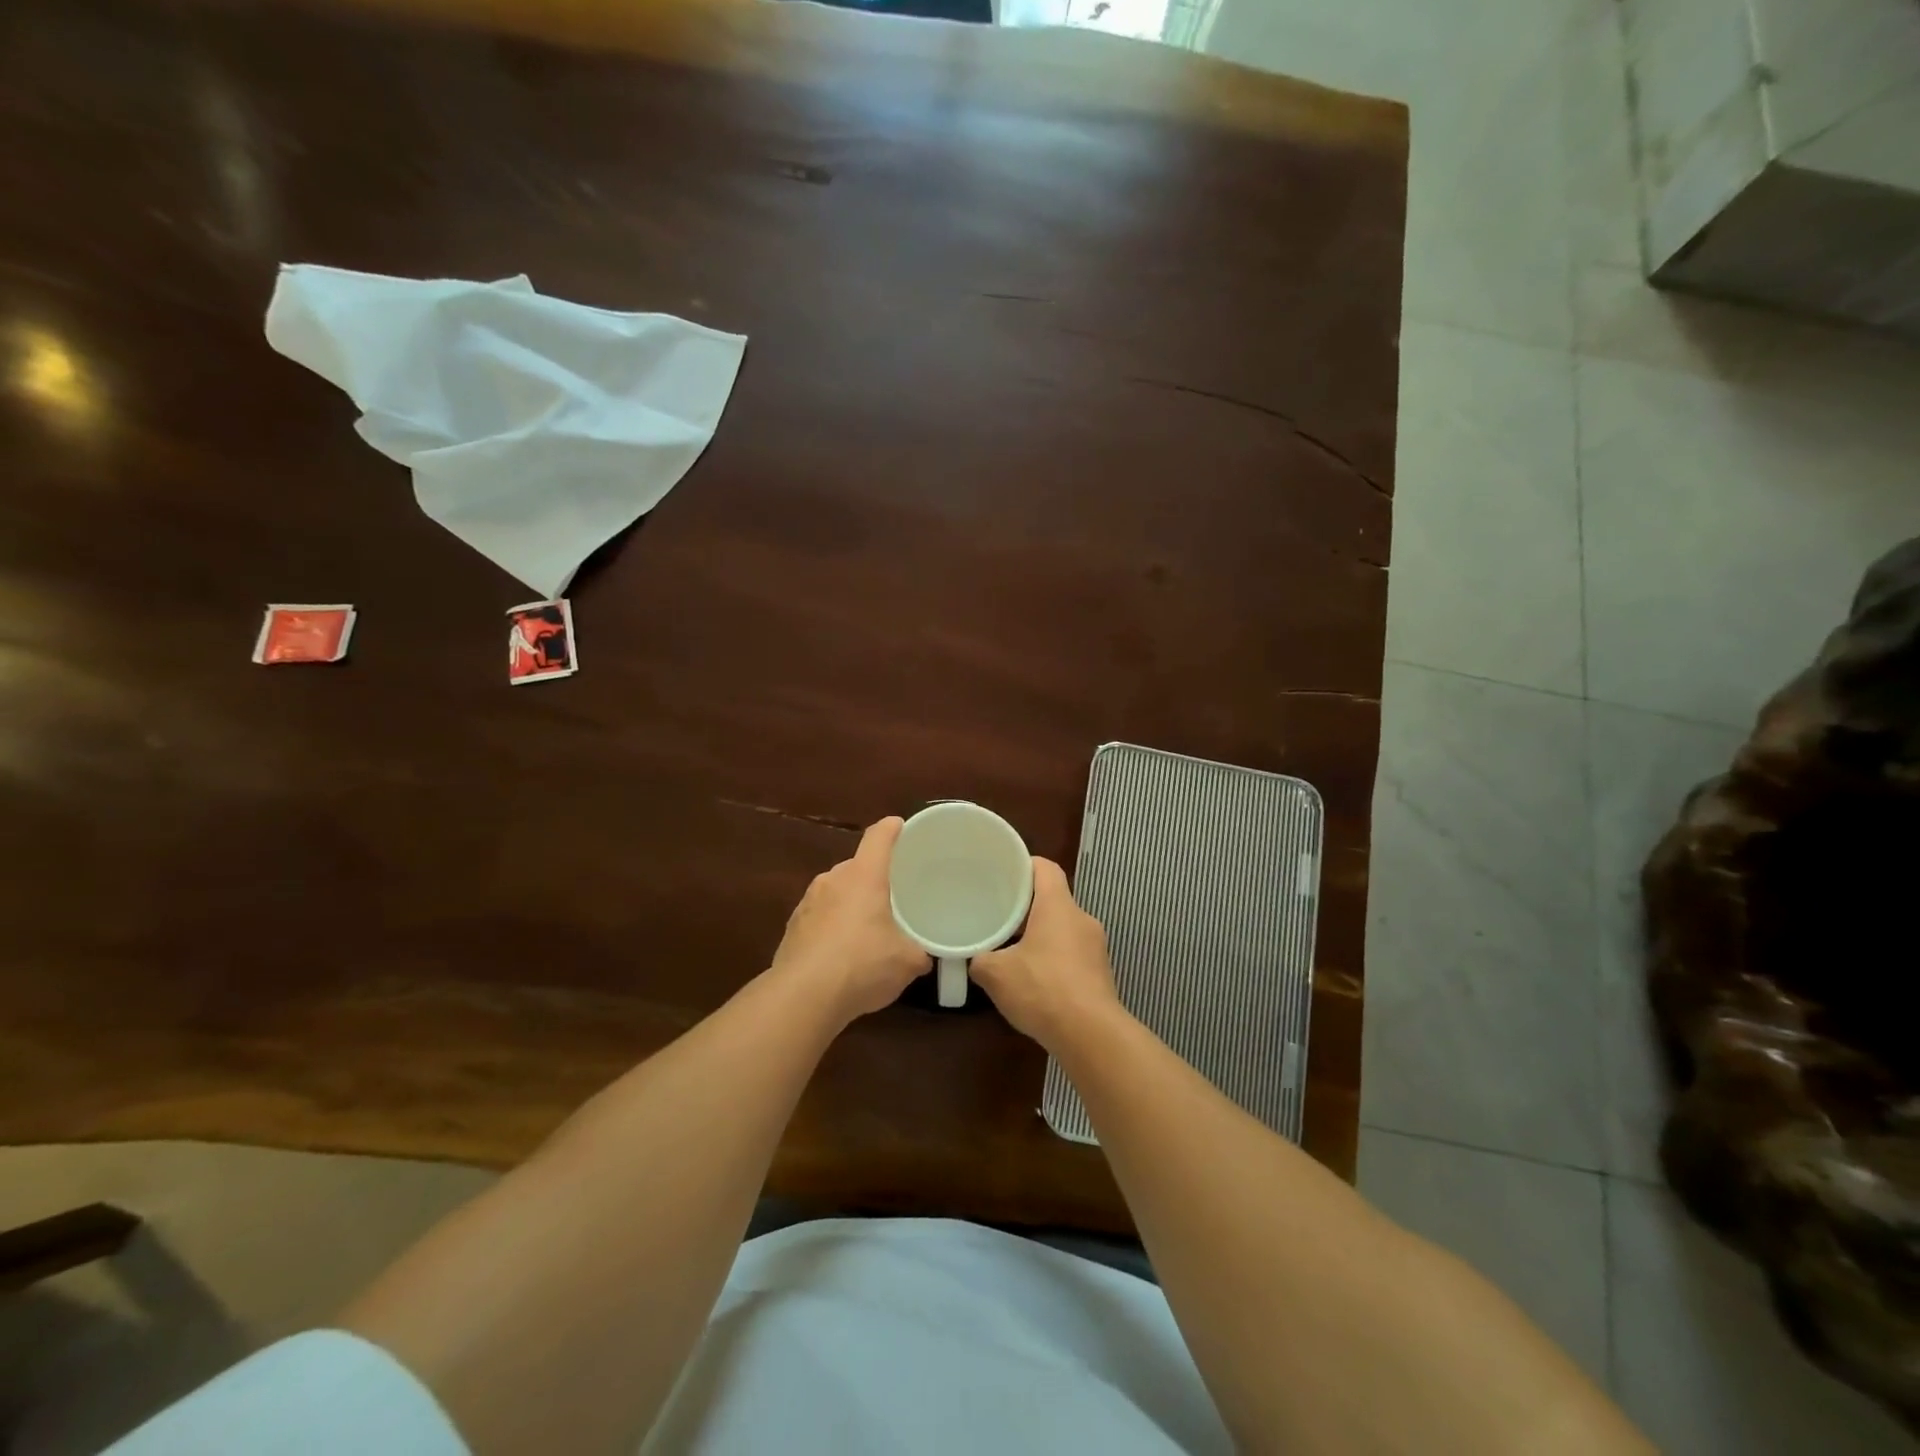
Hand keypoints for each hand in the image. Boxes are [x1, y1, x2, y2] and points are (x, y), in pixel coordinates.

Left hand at [769, 817, 929, 1024]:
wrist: (803, 997)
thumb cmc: (863, 964)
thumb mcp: (907, 962)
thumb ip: (920, 952)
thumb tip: (925, 955)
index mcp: (864, 875)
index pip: (878, 836)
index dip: (892, 829)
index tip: (901, 828)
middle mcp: (833, 879)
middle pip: (857, 866)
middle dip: (873, 877)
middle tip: (893, 896)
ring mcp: (807, 902)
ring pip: (836, 892)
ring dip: (850, 904)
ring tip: (867, 928)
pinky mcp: (792, 928)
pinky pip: (819, 917)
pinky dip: (832, 927)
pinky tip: (841, 954)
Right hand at [971, 858, 1121, 1048]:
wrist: (1091, 1035)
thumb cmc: (1043, 990)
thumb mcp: (996, 974)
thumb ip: (980, 959)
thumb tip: (974, 958)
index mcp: (1058, 906)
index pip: (1045, 868)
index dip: (1024, 865)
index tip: (1002, 873)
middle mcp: (1082, 919)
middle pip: (1053, 899)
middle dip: (1026, 905)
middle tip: (998, 913)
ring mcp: (1096, 947)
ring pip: (1063, 928)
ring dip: (1040, 934)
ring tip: (1012, 948)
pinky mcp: (1100, 973)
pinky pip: (1073, 953)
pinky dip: (1053, 958)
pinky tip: (1034, 979)